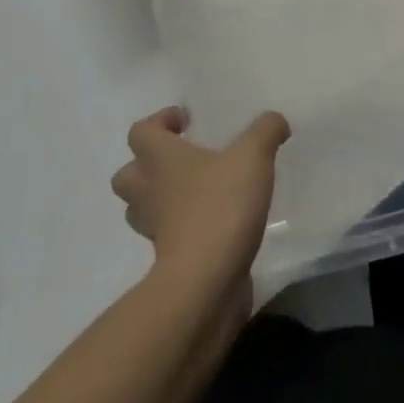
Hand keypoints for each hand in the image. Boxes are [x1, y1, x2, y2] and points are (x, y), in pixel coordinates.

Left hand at [110, 107, 290, 301]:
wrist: (205, 281)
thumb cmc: (221, 205)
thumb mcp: (253, 156)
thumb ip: (265, 131)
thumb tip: (274, 121)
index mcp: (160, 158)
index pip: (141, 131)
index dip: (159, 122)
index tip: (185, 122)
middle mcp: (148, 190)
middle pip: (128, 174)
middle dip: (148, 165)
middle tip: (183, 159)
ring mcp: (154, 228)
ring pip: (142, 208)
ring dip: (161, 198)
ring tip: (197, 192)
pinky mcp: (167, 258)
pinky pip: (166, 235)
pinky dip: (182, 228)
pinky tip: (214, 222)